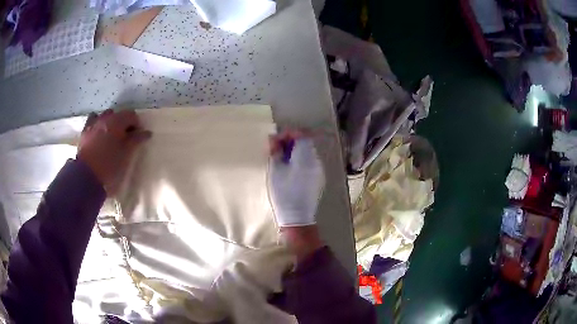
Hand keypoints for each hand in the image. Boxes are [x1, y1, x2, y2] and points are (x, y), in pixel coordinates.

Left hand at [77, 109, 150, 195]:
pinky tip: (98, 133)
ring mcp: (93, 124)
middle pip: (118, 114)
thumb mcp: (126, 154)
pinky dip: (97, 124)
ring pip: (105, 116)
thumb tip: (147, 132)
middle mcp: (105, 118)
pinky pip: (93, 122)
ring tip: (111, 136)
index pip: (132, 115)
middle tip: (125, 138)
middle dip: (123, 123)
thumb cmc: (109, 165)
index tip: (138, 137)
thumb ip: (136, 140)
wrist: (87, 176)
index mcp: (117, 121)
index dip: (137, 125)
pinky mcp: (84, 132)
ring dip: (110, 123)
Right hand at [269, 131, 324, 226]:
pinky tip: (290, 169)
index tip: (275, 141)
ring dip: (294, 151)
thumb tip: (274, 139)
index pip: (301, 135)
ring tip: (281, 160)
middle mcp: (316, 161)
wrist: (297, 217)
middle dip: (289, 142)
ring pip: (307, 152)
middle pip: (305, 142)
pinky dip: (299, 160)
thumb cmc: (284, 194)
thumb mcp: (275, 171)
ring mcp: (319, 170)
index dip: (287, 134)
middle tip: (276, 150)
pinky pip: (309, 162)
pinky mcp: (318, 178)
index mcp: (306, 157)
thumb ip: (275, 151)